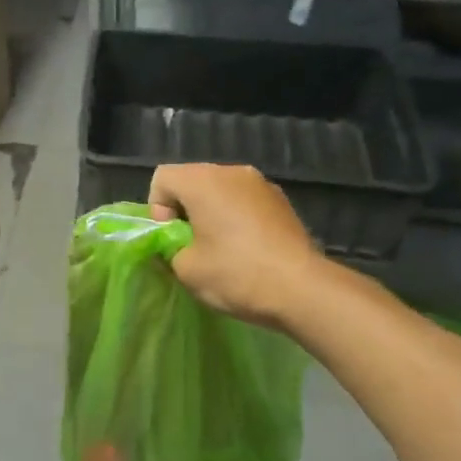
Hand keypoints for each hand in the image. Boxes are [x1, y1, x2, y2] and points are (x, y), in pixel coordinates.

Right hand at [148, 164, 318, 330]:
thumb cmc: (236, 274)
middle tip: (192, 245)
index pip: (162, 178)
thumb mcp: (185, 270)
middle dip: (185, 209)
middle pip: (192, 180)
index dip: (157, 208)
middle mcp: (231, 171)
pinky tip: (247, 248)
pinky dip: (237, 217)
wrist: (303, 289)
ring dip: (212, 212)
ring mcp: (261, 183)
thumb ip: (170, 249)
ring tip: (221, 248)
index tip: (173, 238)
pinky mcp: (282, 199)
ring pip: (221, 190)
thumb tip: (176, 245)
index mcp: (202, 181)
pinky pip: (245, 200)